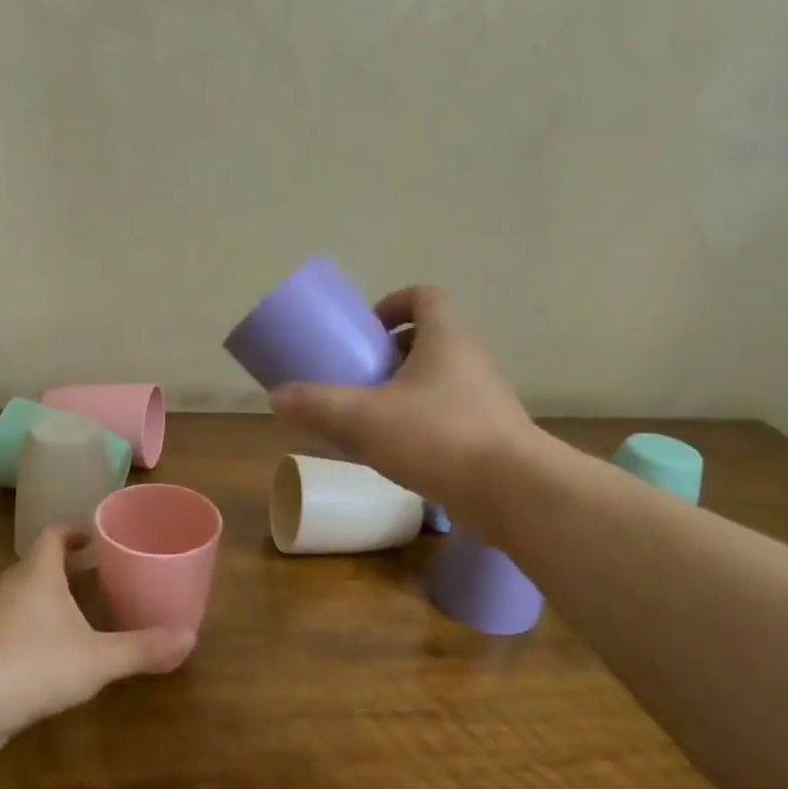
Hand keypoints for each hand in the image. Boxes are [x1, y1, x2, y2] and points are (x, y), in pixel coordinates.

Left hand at [0, 527, 193, 752]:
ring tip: (74, 617)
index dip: (72, 532)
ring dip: (44, 601)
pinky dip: (26, 631)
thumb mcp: (98, 659)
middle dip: (64, 570)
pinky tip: (44, 658)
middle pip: (35, 566)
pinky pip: (4, 628)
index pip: (51, 536)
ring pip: (18, 598)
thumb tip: (189, 639)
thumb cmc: (35, 664)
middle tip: (94, 579)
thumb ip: (142, 649)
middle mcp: (7, 588)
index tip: (92, 538)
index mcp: (37, 574)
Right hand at [270, 285, 538, 510]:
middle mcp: (471, 360)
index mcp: (446, 339)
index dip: (394, 303)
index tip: (367, 329)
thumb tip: (276, 398)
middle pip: (430, 339)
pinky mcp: (490, 435)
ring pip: (439, 380)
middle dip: (391, 353)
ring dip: (405, 390)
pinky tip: (396, 451)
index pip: (425, 296)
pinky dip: (421, 422)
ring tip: (371, 416)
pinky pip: (448, 414)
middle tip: (360, 375)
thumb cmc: (437, 437)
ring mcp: (485, 399)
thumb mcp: (363, 419)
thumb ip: (317, 406)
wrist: (511, 491)